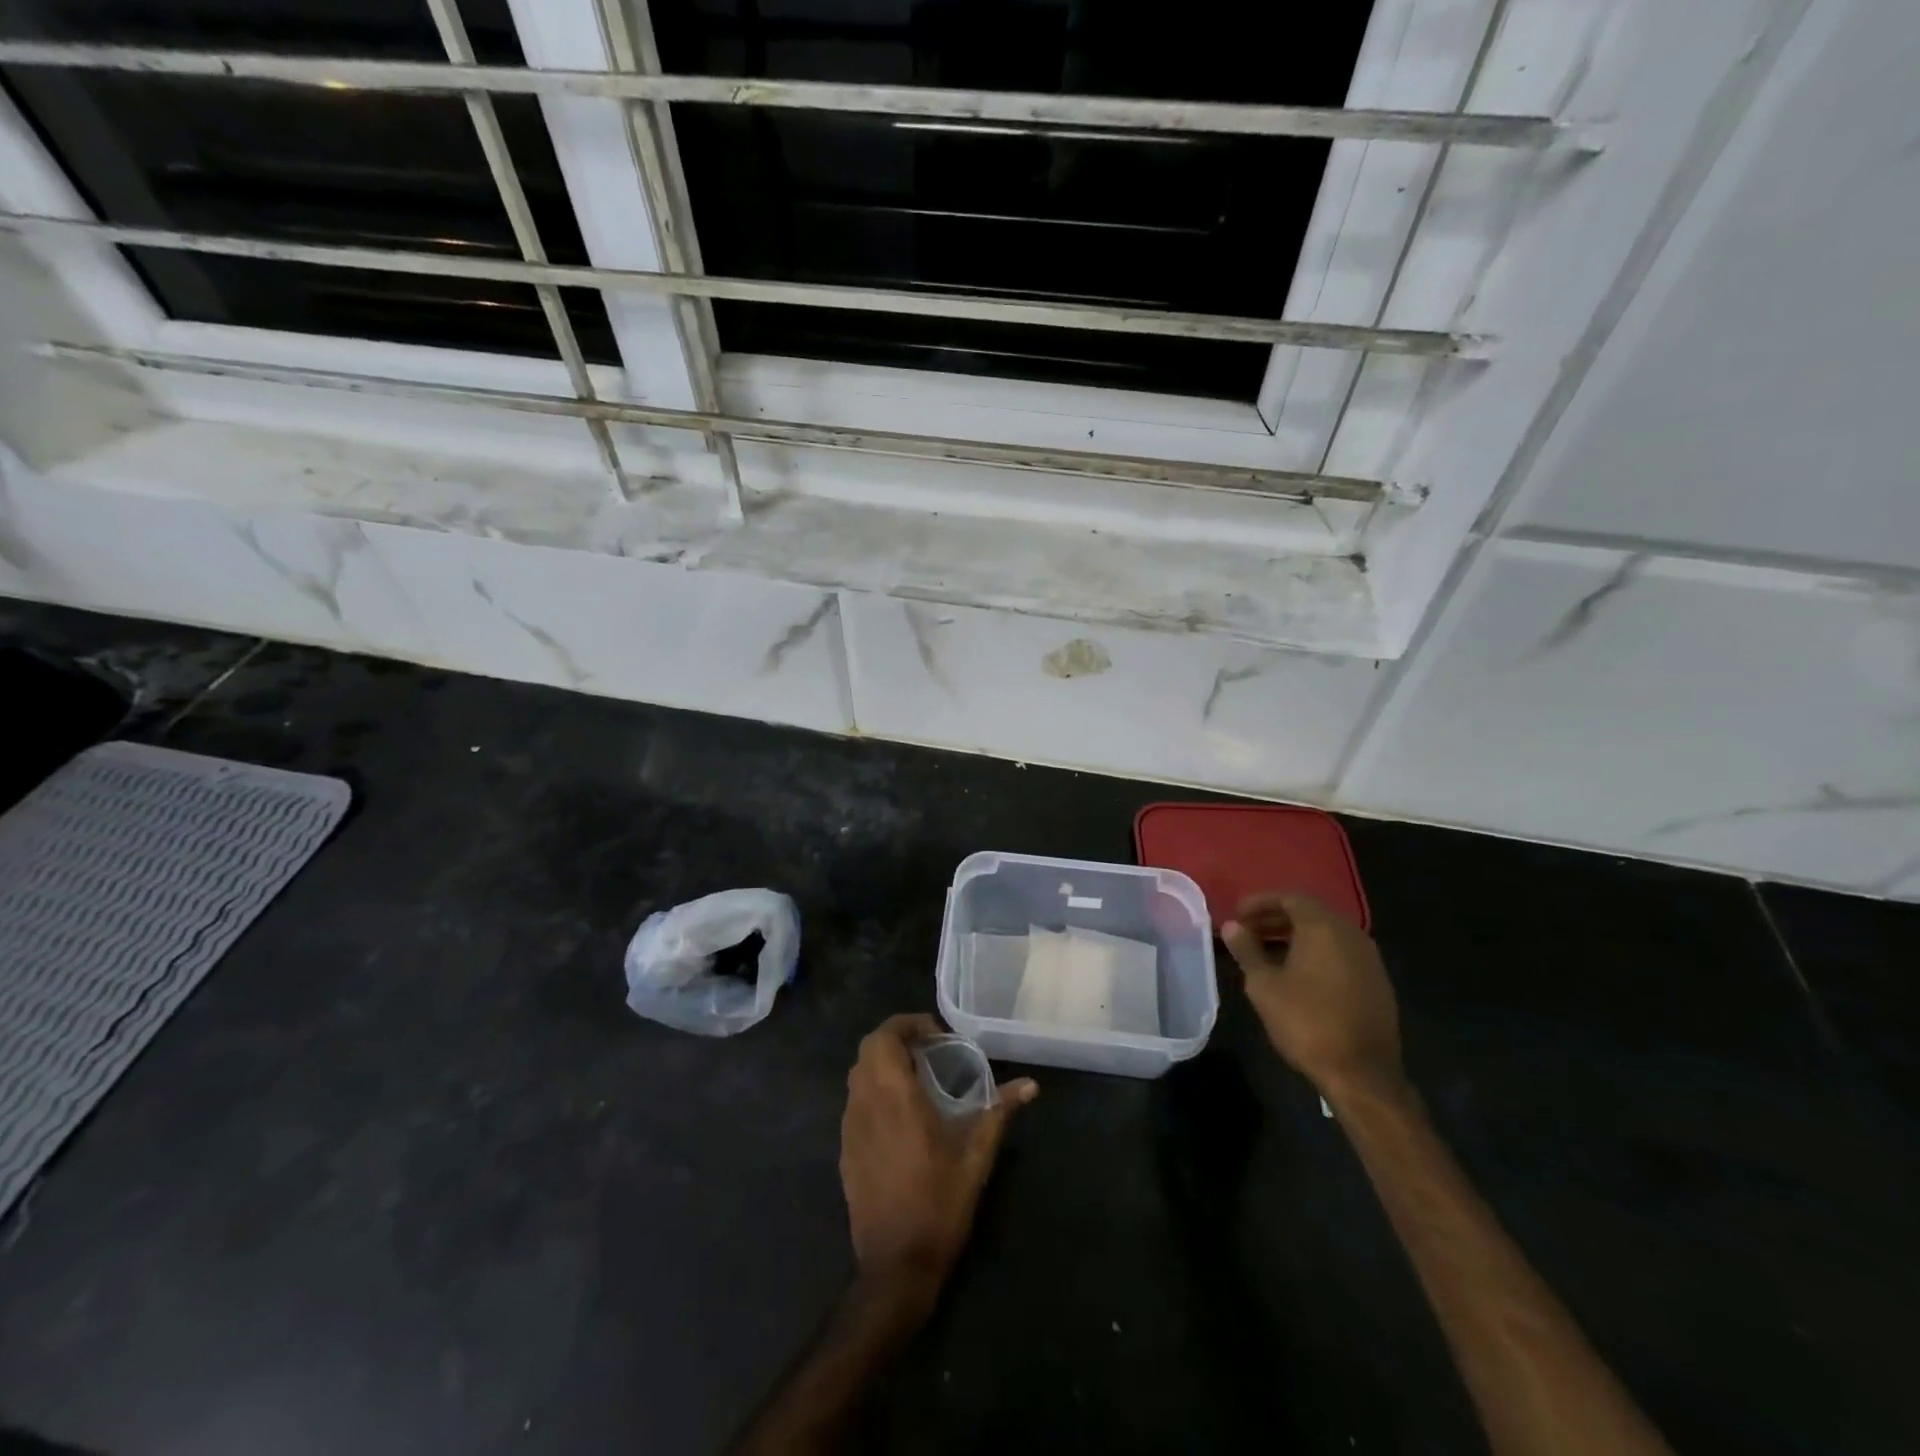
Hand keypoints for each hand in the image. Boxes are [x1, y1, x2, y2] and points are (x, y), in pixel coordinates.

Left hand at [840, 1015, 1037, 1303]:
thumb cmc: (938, 1204)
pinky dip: (874, 1090)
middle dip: (897, 1039)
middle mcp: (865, 1103)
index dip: (907, 1024)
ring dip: (883, 1063)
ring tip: (918, 1077)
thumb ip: (999, 1111)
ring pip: (858, 1074)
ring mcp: (850, 1127)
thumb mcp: (976, 1156)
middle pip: (868, 1048)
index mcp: (894, 1096)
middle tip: (930, 1051)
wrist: (895, 1266)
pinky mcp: (845, 1150)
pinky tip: (901, 1115)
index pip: (885, 1036)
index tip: (937, 1035)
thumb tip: (1030, 1085)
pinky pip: (855, 1101)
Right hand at [1221, 893, 1402, 1099]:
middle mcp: (1350, 934)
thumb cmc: (1306, 1022)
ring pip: (1326, 933)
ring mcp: (1368, 958)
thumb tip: (1232, 925)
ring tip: (1266, 951)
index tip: (1237, 913)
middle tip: (1247, 930)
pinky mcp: (1376, 981)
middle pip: (1309, 913)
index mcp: (1323, 928)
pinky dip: (1315, 951)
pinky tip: (1296, 972)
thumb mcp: (1264, 985)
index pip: (1290, 898)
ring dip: (1295, 935)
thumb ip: (1247, 949)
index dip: (1260, 902)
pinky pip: (1340, 952)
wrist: (1362, 1073)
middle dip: (1276, 917)